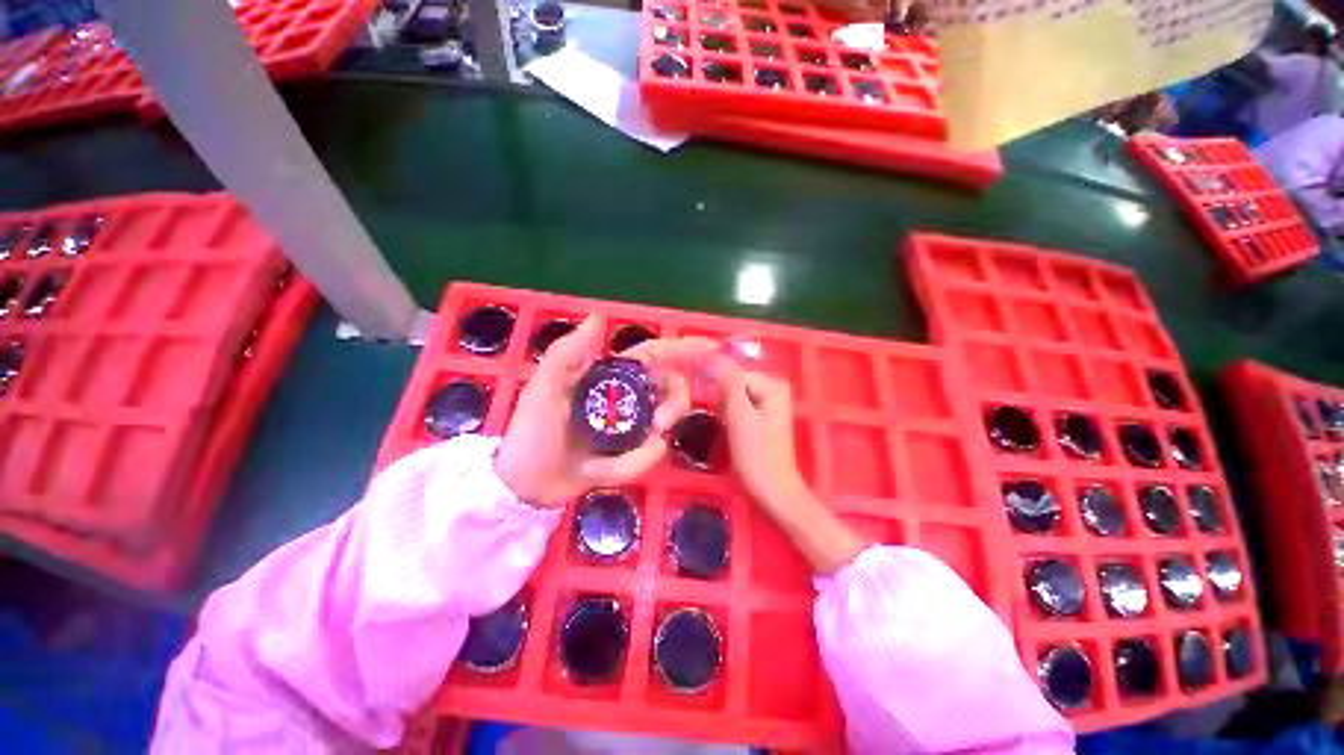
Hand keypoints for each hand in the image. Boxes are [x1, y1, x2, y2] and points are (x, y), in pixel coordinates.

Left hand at [494, 315, 716, 506]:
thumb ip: (567, 354)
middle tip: (661, 425)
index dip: (684, 349)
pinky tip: (597, 472)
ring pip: (663, 428)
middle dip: (674, 405)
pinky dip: (626, 467)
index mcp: (611, 375)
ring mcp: (634, 426)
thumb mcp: (544, 391)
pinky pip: (648, 456)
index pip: (655, 355)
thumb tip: (598, 317)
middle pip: (672, 389)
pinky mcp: (633, 453)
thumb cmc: (532, 433)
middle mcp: (629, 396)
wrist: (528, 485)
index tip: (713, 349)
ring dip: (641, 449)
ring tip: (603, 464)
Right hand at [712, 356, 866, 572]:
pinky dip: (729, 414)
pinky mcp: (763, 416)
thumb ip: (729, 383)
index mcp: (771, 384)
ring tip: (722, 425)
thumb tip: (712, 356)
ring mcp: (769, 402)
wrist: (773, 490)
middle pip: (733, 381)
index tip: (704, 402)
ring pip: (733, 394)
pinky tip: (727, 428)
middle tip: (719, 419)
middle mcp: (773, 387)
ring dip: (722, 406)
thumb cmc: (756, 456)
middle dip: (720, 397)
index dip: (714, 384)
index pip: (731, 370)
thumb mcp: (739, 416)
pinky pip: (739, 405)